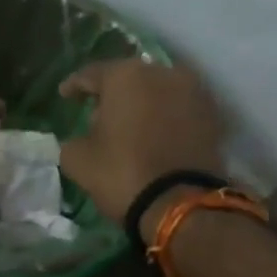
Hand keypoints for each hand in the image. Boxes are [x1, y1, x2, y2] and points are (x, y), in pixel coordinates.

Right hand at [59, 59, 225, 236]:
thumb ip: (72, 141)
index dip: (75, 85)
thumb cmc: (121, 174)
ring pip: (157, 92)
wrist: (180, 204)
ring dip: (142, 105)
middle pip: (129, 79)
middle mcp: (163, 73)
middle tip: (98, 116)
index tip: (65, 95)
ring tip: (129, 127)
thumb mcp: (78, 160)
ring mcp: (193, 92)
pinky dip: (164, 119)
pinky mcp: (212, 116)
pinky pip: (178, 110)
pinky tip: (153, 136)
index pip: (92, 74)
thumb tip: (81, 139)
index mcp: (125, 76)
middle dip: (113, 95)